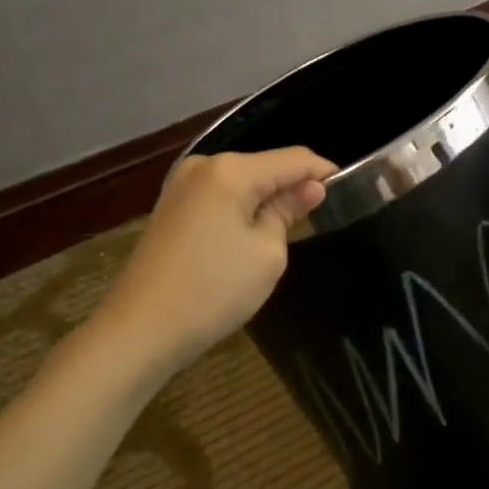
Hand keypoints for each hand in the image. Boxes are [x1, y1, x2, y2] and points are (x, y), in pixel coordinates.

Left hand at [93, 146, 336, 372]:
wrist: (139, 329)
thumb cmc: (213, 290)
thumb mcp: (266, 253)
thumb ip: (288, 211)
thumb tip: (309, 188)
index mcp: (231, 170)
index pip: (293, 158)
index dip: (323, 171)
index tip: (349, 188)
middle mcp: (203, 166)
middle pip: (264, 167)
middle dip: (292, 187)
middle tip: (317, 219)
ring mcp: (181, 186)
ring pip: (241, 183)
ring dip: (265, 201)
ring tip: (286, 232)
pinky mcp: (170, 208)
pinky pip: (219, 198)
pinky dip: (240, 210)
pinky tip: (249, 237)